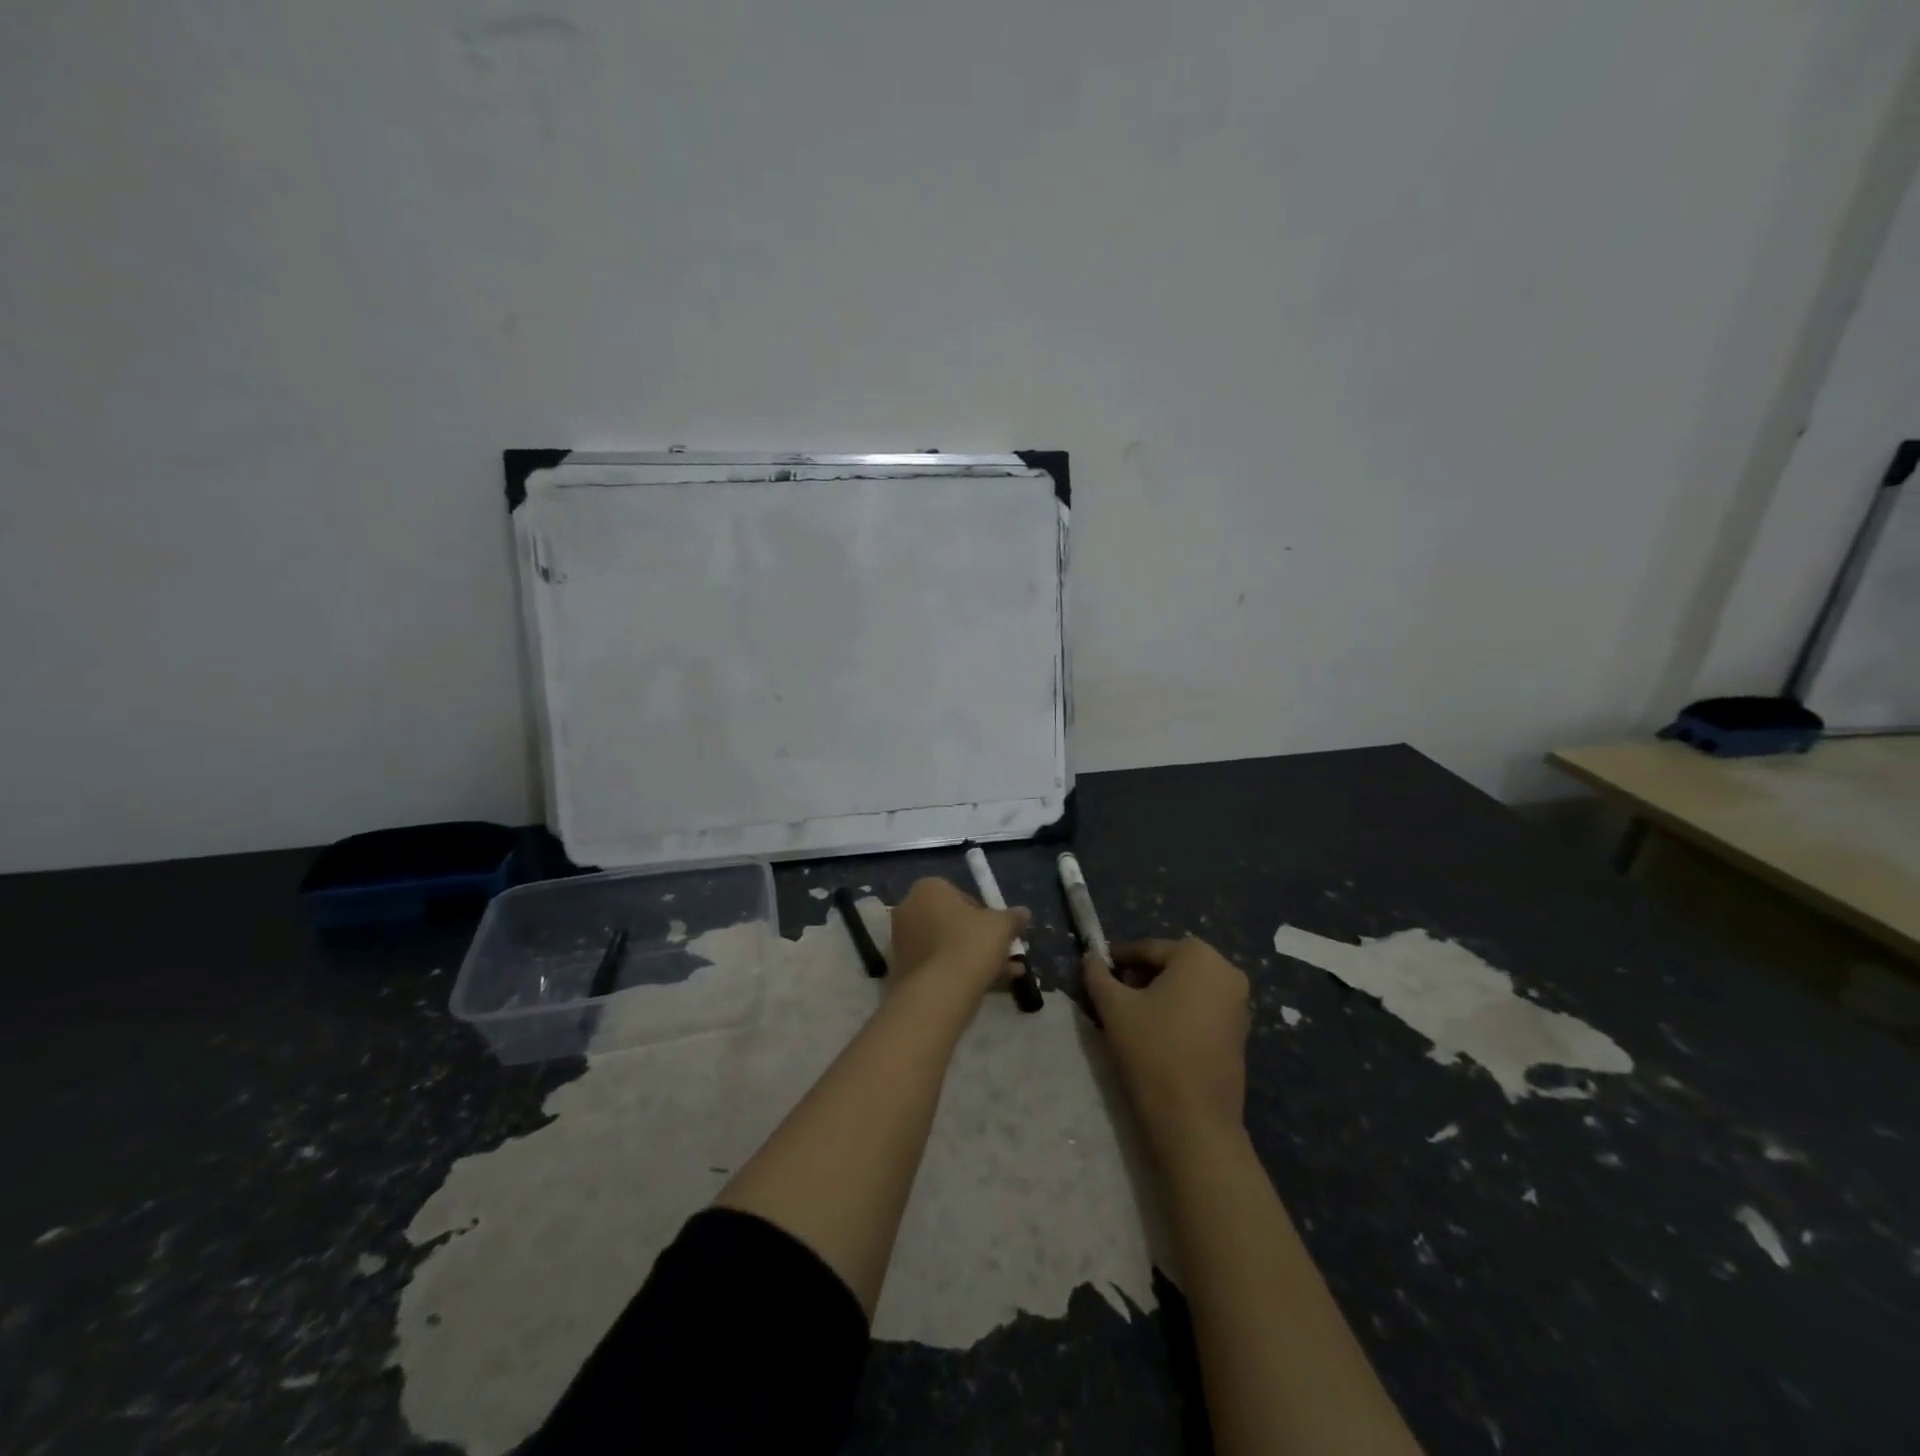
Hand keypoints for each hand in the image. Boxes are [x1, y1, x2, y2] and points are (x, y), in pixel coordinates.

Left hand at [889, 877, 1029, 1003]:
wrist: (939, 992)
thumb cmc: (970, 944)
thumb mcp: (1001, 926)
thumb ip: (1012, 917)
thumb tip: (1023, 913)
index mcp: (927, 889)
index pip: (958, 893)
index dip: (982, 911)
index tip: (997, 928)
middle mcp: (909, 910)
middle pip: (951, 921)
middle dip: (979, 937)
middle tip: (1003, 951)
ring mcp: (902, 943)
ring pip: (945, 946)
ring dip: (974, 956)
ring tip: (1007, 973)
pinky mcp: (903, 971)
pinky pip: (937, 966)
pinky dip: (959, 972)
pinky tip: (989, 986)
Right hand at [1085, 937, 1249, 1144]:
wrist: (1194, 1120)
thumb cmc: (1152, 1050)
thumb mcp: (1113, 1007)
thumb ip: (1098, 975)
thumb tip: (1090, 957)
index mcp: (1198, 955)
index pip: (1147, 949)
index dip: (1117, 960)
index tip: (1096, 973)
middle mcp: (1226, 971)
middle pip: (1170, 965)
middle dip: (1140, 977)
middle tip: (1112, 997)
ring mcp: (1239, 1004)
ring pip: (1187, 987)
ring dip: (1159, 995)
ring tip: (1131, 1017)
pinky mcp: (1241, 1032)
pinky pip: (1202, 1008)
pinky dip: (1179, 1012)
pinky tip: (1157, 1034)